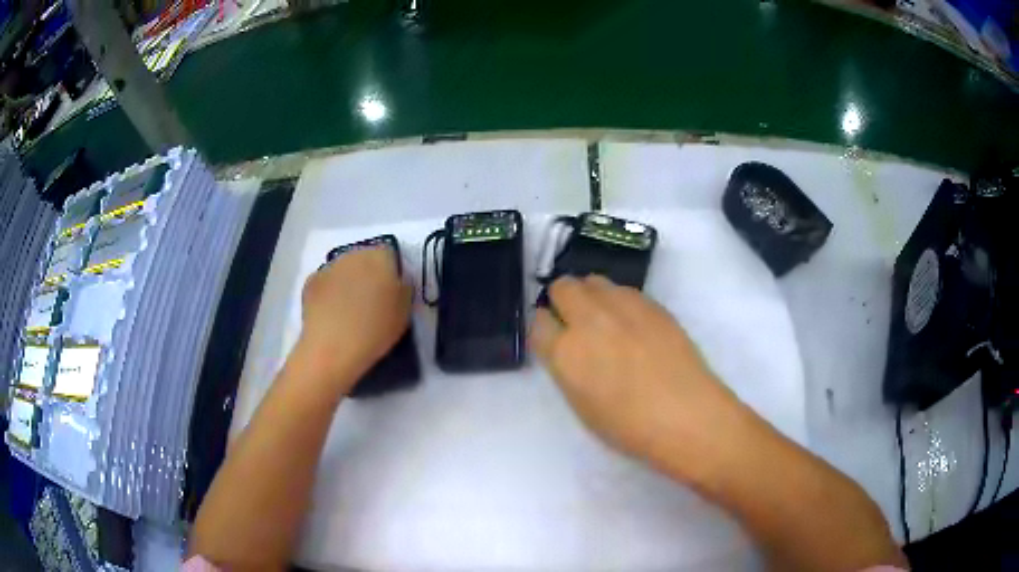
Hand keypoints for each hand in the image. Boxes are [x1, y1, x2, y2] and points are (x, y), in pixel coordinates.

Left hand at [298, 248, 411, 388]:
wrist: (332, 348)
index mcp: (380, 257)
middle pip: (364, 259)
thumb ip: (403, 288)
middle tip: (372, 301)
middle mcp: (353, 254)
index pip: (390, 254)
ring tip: (350, 311)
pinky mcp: (310, 283)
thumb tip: (397, 281)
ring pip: (343, 270)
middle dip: (368, 275)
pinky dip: (330, 294)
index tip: (392, 293)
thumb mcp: (405, 311)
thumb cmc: (375, 330)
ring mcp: (328, 267)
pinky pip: (326, 284)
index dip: (392, 272)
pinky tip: (332, 315)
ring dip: (348, 283)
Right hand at [531, 275, 745, 479]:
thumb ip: (568, 369)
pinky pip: (624, 289)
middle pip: (562, 287)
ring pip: (593, 281)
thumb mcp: (582, 405)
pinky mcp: (651, 303)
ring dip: (591, 295)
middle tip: (576, 322)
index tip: (554, 336)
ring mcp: (622, 307)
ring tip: (606, 319)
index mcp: (565, 353)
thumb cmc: (629, 427)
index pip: (538, 321)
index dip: (545, 327)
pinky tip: (634, 325)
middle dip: (563, 301)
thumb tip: (568, 349)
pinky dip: (619, 300)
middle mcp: (589, 320)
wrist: (686, 415)